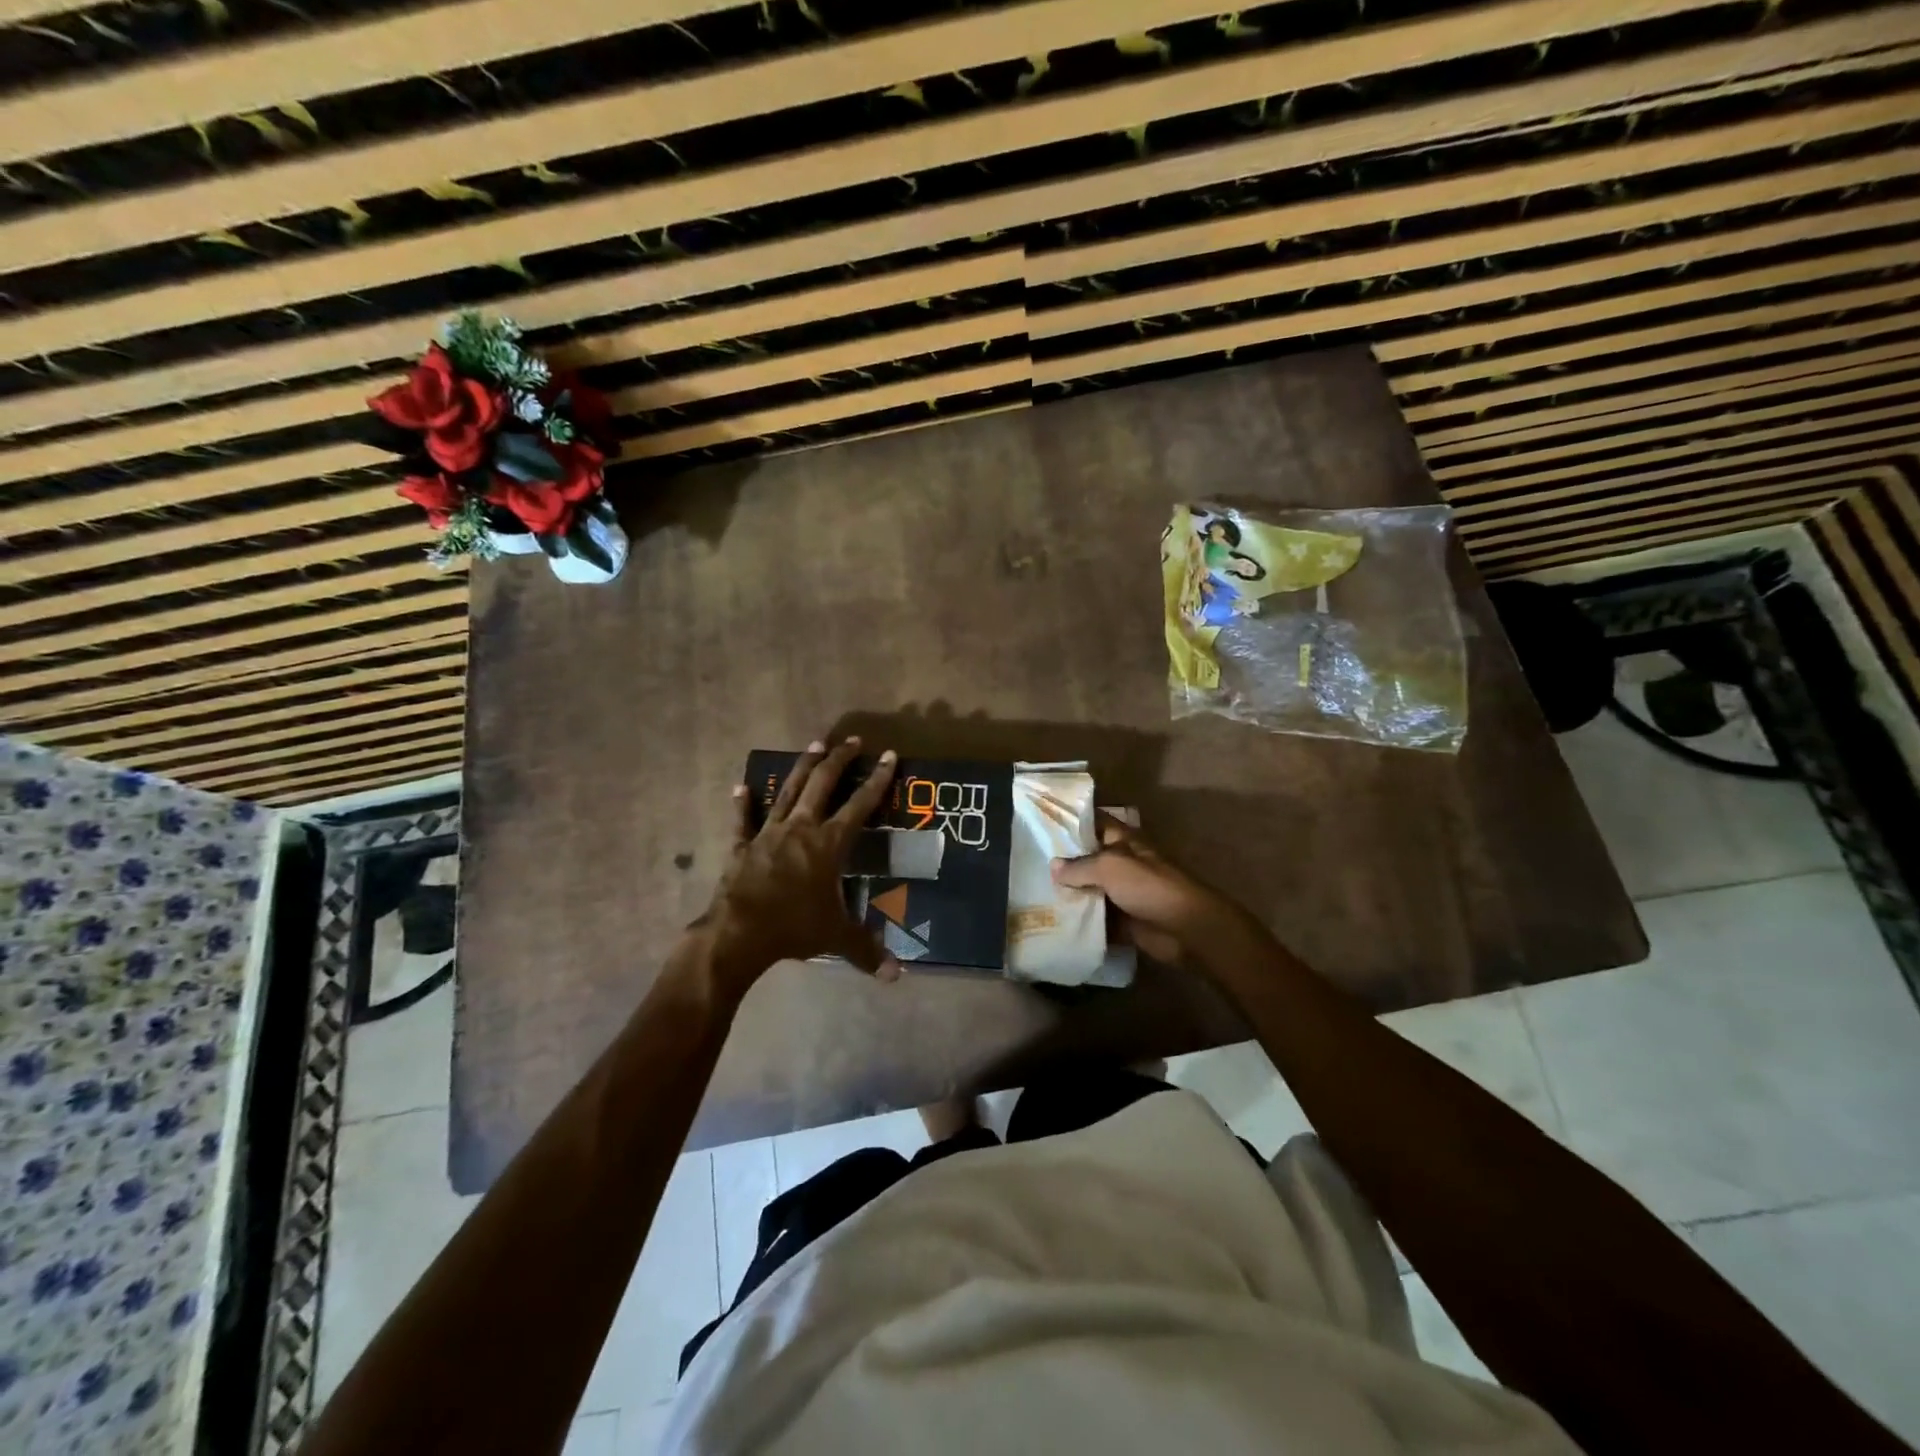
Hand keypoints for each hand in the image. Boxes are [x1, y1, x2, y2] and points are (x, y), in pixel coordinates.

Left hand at [700, 736, 900, 999]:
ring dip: (803, 767)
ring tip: (814, 744)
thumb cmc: (793, 927)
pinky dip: (743, 804)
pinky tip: (741, 787)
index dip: (877, 780)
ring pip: (789, 792)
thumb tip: (897, 976)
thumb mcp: (835, 936)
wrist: (739, 932)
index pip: (860, 805)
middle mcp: (801, 829)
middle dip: (838, 760)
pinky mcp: (743, 847)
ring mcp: (769, 834)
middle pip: (822, 785)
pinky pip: (744, 821)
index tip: (888, 756)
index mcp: (828, 844)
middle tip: (850, 740)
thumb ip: (866, 950)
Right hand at [1051, 814, 1243, 966]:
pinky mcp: (1123, 919)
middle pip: (1087, 857)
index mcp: (1122, 840)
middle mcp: (1121, 862)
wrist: (1185, 928)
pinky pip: (1096, 916)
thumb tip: (1053, 867)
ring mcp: (1122, 891)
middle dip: (1062, 861)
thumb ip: (1079, 866)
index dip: (1071, 820)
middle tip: (1028, 863)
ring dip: (1069, 893)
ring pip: (1089, 888)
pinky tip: (1052, 920)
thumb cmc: (1149, 886)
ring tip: (1034, 892)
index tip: (1041, 822)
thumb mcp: (1110, 867)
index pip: (1093, 821)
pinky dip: (1080, 919)